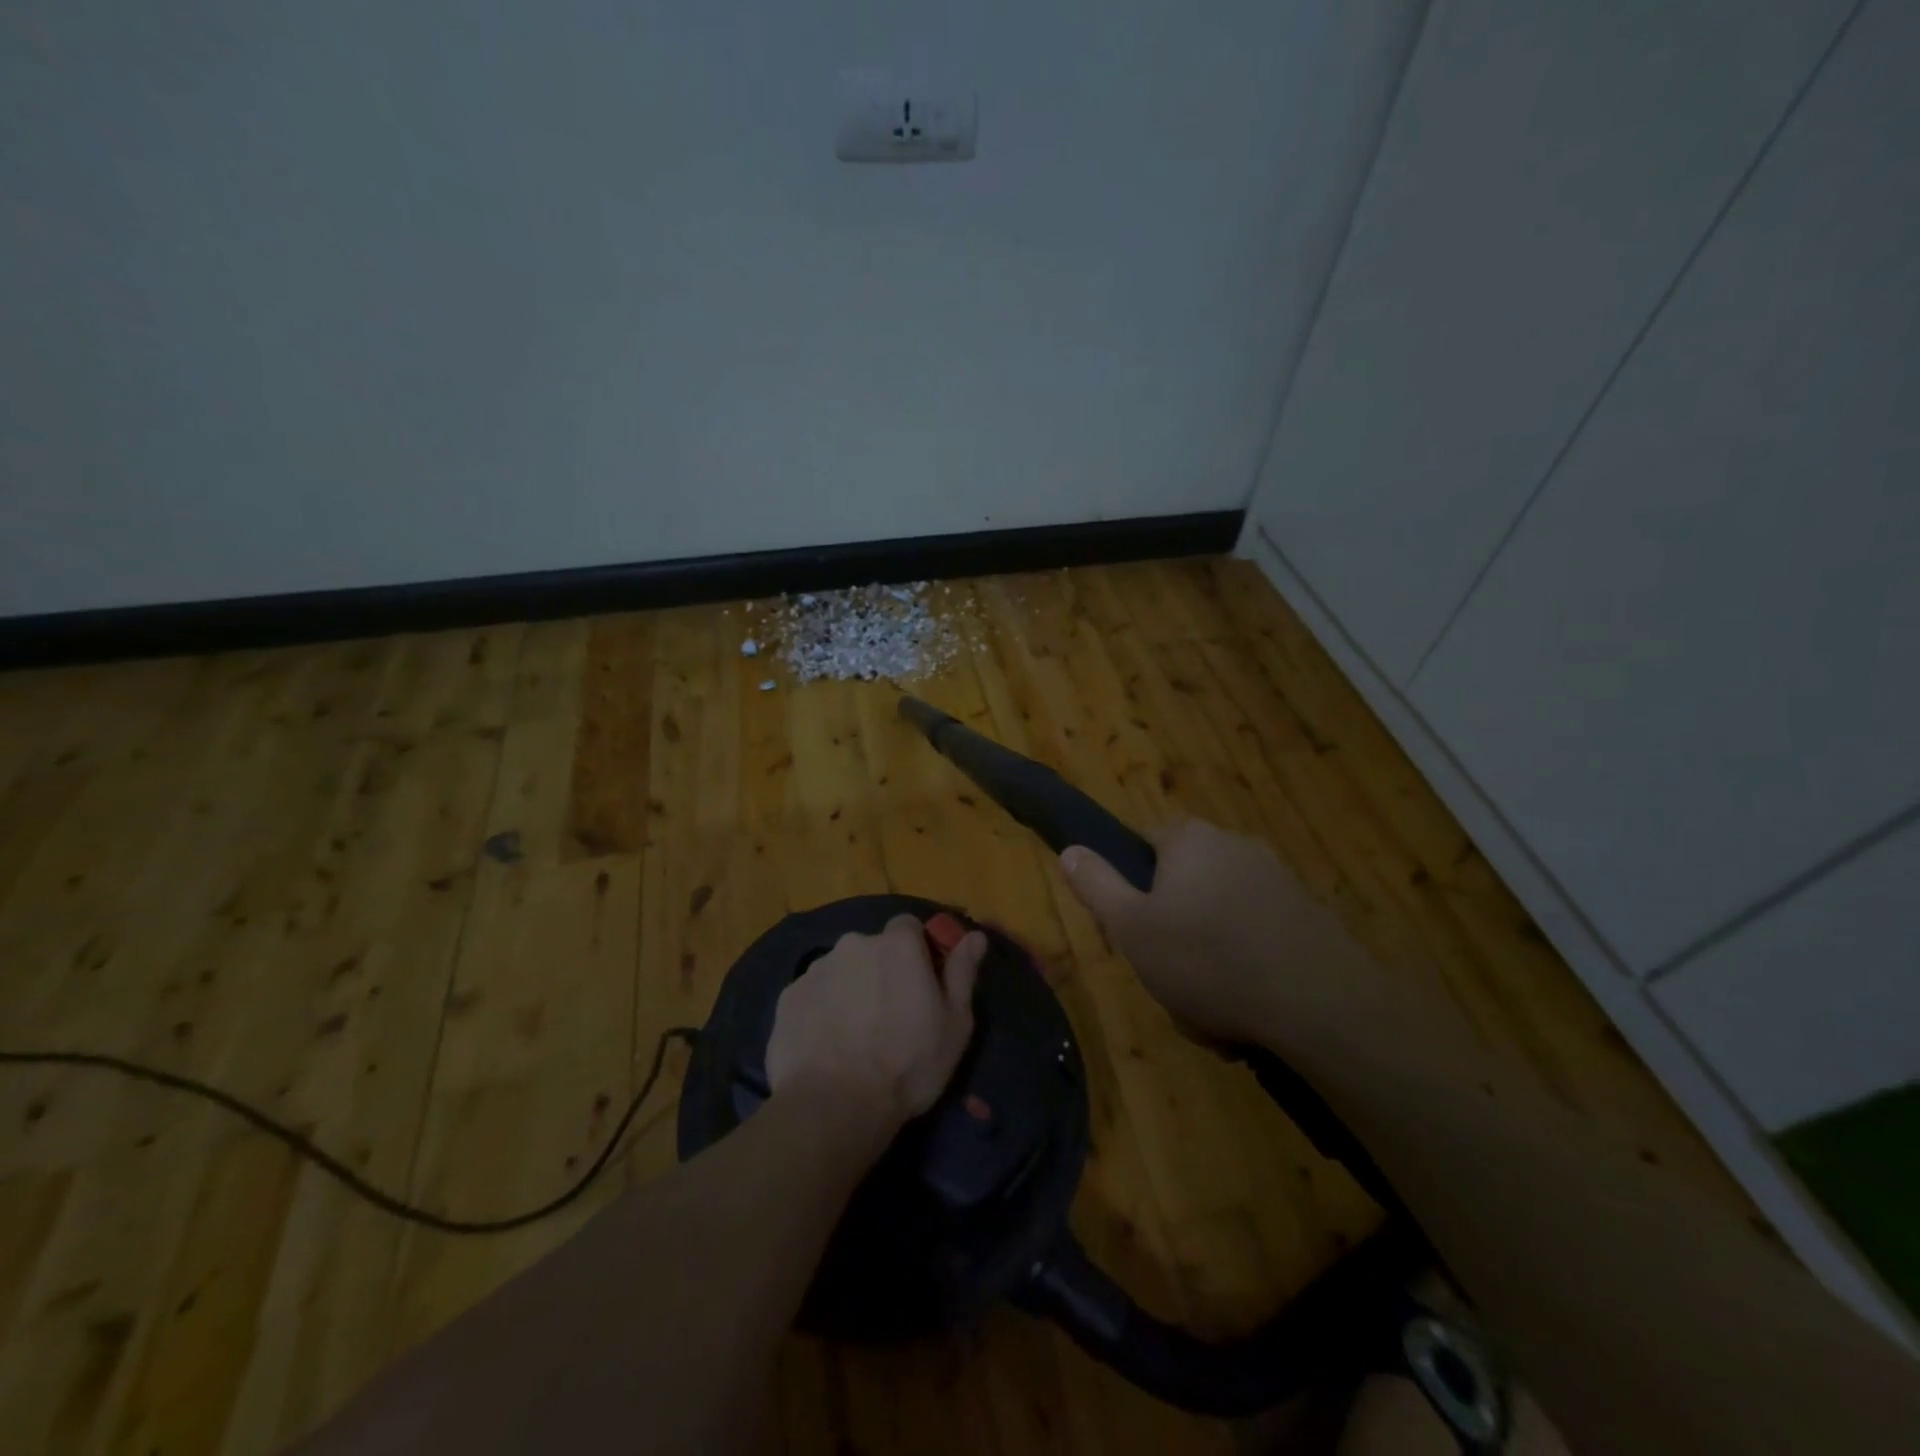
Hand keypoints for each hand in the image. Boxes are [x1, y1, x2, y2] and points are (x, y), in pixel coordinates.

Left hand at [765, 915, 986, 1128]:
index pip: (908, 926)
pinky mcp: (788, 996)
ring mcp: (817, 969)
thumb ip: (962, 972)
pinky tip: (826, 1044)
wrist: (834, 1106)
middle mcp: (854, 944)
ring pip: (841, 970)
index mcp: (897, 945)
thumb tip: (975, 936)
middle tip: (888, 1015)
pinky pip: (813, 994)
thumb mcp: (954, 1023)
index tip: (919, 982)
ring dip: (850, 989)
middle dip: (880, 971)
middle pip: (872, 948)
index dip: (916, 951)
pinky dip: (821, 1010)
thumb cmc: (908, 1064)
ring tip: (854, 1035)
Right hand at [1059, 819, 1378, 1048]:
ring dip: (1208, 961)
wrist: (1319, 1004)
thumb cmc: (1206, 959)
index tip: (1132, 927)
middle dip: (1172, 933)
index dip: (1131, 885)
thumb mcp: (1131, 927)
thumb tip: (1069, 849)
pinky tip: (1248, 1012)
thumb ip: (1096, 884)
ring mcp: (1278, 879)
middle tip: (1169, 977)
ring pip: (1219, 920)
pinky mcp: (1309, 915)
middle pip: (1184, 886)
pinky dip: (1247, 969)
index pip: (1144, 843)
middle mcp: (1235, 845)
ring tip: (1209, 1011)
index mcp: (1190, 839)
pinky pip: (1258, 938)